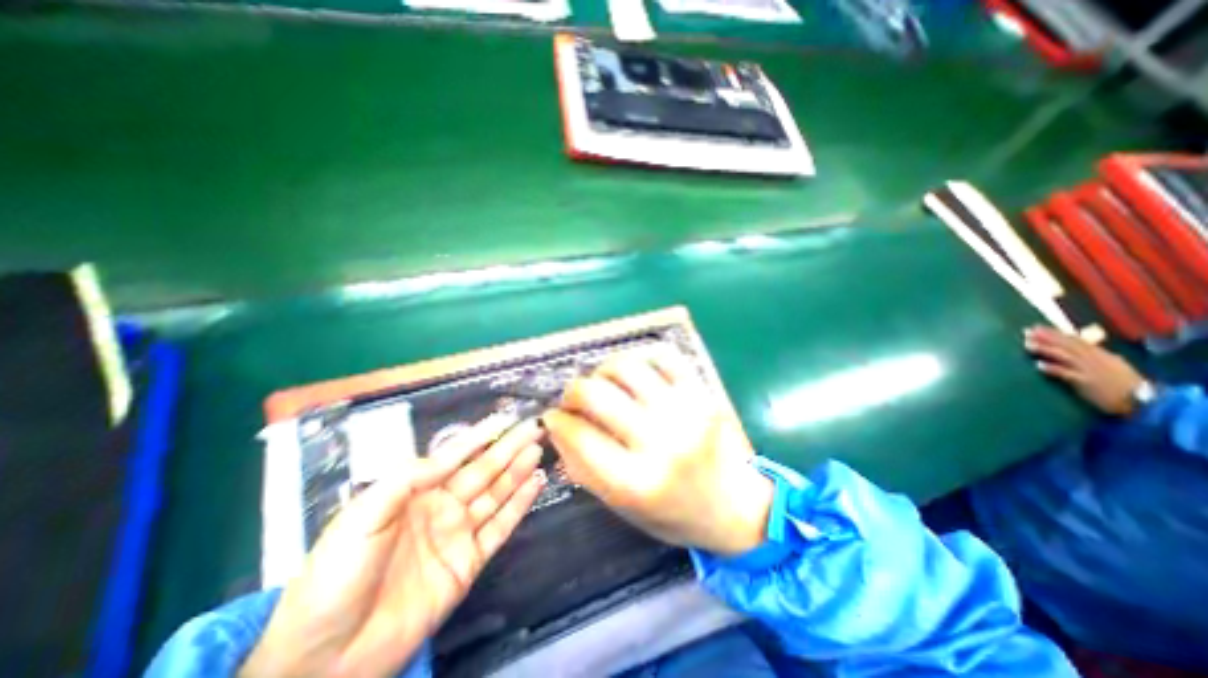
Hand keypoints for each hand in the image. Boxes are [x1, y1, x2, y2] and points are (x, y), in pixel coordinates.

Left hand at [242, 415, 543, 675]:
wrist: (326, 658)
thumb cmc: (336, 575)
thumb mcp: (363, 515)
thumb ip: (407, 479)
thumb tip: (447, 458)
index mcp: (415, 492)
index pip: (455, 455)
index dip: (480, 436)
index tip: (504, 418)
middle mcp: (442, 507)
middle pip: (483, 470)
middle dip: (509, 447)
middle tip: (533, 427)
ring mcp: (458, 534)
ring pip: (496, 493)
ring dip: (518, 470)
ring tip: (537, 449)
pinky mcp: (470, 562)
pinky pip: (501, 527)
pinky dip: (520, 504)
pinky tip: (535, 484)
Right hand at [544, 351, 769, 556]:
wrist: (735, 506)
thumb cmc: (673, 514)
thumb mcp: (621, 506)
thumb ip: (583, 468)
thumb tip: (555, 427)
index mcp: (637, 482)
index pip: (580, 435)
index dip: (557, 420)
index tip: (552, 416)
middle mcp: (661, 441)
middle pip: (597, 394)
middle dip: (573, 391)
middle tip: (573, 399)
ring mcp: (685, 411)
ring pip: (627, 366)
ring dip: (603, 370)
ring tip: (602, 382)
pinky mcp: (702, 393)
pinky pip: (664, 356)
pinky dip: (641, 358)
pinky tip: (634, 374)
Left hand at [1022, 327, 1144, 416]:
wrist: (1146, 402)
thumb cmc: (1126, 384)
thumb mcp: (1114, 365)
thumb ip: (1098, 355)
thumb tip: (1086, 344)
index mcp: (1101, 355)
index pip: (1075, 340)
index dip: (1055, 333)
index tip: (1036, 327)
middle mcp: (1095, 359)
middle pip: (1068, 345)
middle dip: (1047, 337)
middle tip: (1027, 331)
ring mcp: (1091, 370)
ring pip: (1065, 356)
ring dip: (1046, 349)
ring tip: (1028, 345)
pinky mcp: (1088, 382)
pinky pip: (1068, 374)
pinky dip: (1054, 369)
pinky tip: (1039, 365)